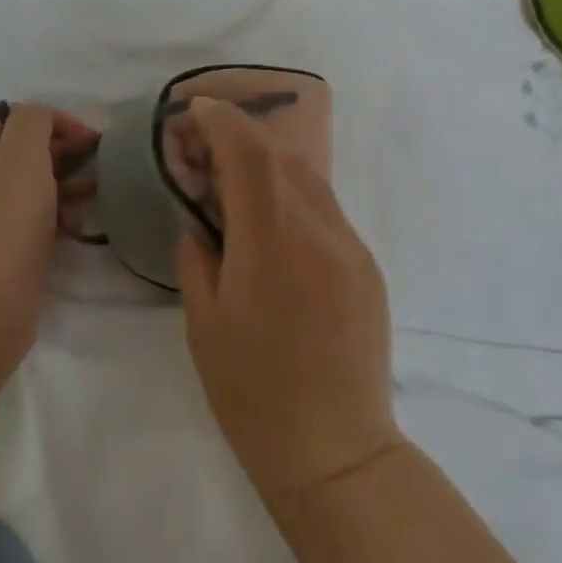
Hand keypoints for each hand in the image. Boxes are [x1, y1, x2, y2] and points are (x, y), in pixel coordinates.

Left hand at [0, 102, 98, 376]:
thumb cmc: (2, 221)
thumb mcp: (22, 153)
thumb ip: (34, 121)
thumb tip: (43, 120)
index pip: (10, 114)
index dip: (51, 118)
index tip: (89, 138)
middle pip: (18, 150)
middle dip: (61, 151)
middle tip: (97, 164)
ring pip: (27, 187)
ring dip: (63, 184)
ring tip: (96, 194)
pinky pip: (28, 221)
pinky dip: (54, 217)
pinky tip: (78, 227)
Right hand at [170, 97, 404, 505]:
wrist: (335, 451)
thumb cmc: (252, 391)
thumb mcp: (203, 320)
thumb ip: (197, 253)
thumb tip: (200, 218)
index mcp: (271, 240)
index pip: (248, 152)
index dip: (220, 120)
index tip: (194, 111)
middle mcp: (318, 229)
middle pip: (280, 155)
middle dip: (240, 139)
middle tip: (204, 155)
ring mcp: (350, 245)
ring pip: (308, 178)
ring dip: (268, 166)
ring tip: (235, 189)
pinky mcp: (367, 266)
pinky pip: (325, 210)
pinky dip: (292, 197)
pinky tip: (271, 228)